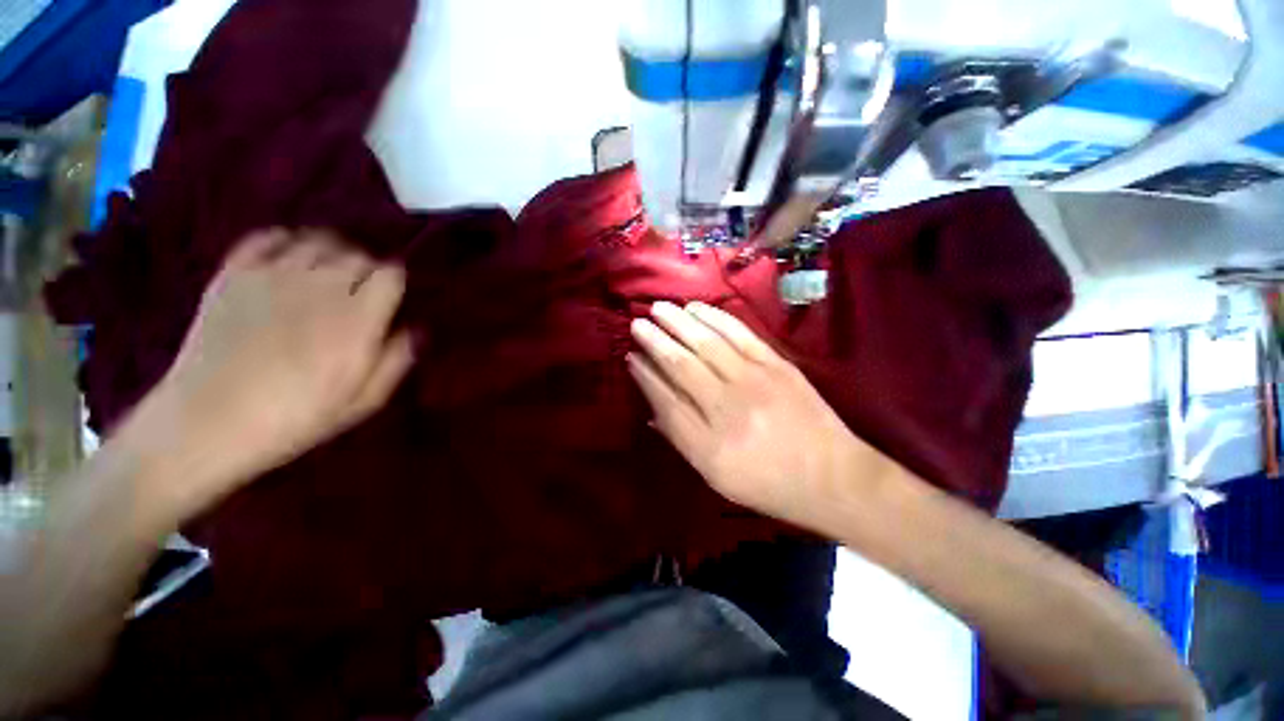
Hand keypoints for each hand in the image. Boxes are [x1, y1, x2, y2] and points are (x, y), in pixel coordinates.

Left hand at [124, 228, 413, 515]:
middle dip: (367, 268)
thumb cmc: (295, 418)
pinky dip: (285, 241)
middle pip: (357, 254)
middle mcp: (319, 286)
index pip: (390, 274)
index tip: (392, 297)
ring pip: (317, 240)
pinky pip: (267, 237)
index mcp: (356, 319)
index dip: (396, 281)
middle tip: (362, 290)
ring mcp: (272, 275)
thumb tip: (416, 329)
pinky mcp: (233, 274)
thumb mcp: (363, 401)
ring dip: (332, 252)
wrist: (205, 424)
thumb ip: (396, 360)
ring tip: (329, 272)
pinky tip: (289, 258)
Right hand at [628, 301, 871, 527]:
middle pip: (681, 365)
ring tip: (659, 308)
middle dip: (655, 341)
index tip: (631, 357)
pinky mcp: (776, 365)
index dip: (645, 376)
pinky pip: (739, 334)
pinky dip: (715, 318)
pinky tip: (697, 309)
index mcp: (708, 443)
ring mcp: (754, 380)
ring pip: (706, 343)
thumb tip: (653, 411)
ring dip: (679, 322)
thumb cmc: (769, 483)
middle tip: (637, 323)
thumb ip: (682, 440)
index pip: (666, 399)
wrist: (832, 477)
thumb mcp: (716, 475)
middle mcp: (726, 407)